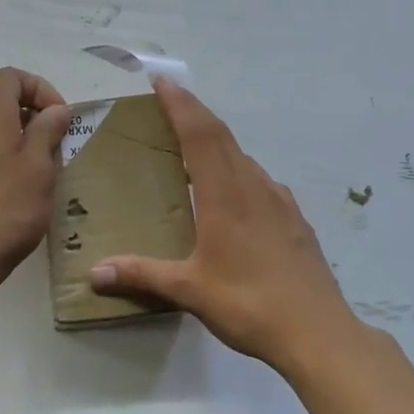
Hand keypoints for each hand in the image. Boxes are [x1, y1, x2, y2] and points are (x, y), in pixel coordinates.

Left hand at [0, 68, 72, 291]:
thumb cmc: (7, 207)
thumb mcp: (39, 165)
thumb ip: (48, 129)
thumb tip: (55, 110)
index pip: (12, 76)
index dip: (41, 89)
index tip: (60, 118)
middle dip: (30, 106)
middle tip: (54, 135)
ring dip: (16, 126)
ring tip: (40, 157)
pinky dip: (1, 144)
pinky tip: (17, 176)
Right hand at [89, 78, 361, 371]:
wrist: (319, 332)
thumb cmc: (249, 304)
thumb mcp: (190, 290)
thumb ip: (142, 275)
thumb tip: (94, 273)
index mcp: (225, 195)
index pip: (200, 134)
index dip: (181, 104)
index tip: (163, 81)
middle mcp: (254, 187)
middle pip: (222, 137)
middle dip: (195, 113)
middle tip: (170, 100)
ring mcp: (280, 202)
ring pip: (244, 158)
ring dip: (217, 143)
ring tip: (195, 150)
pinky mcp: (295, 220)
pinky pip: (261, 181)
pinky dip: (240, 172)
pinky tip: (236, 194)